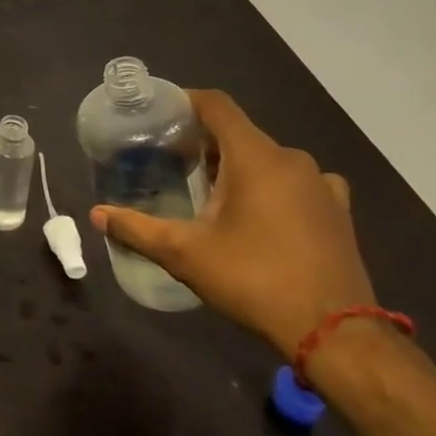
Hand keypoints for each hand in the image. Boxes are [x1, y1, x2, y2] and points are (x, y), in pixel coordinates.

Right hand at [90, 89, 374, 355]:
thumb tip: (96, 215)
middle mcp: (291, 159)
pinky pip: (300, 182)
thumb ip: (137, 229)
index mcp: (254, 156)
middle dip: (206, 143)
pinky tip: (266, 213)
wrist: (335, 334)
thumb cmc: (254, 279)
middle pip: (240, 133)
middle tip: (177, 163)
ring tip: (215, 192)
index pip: (217, 105)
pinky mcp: (339, 211)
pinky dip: (276, 186)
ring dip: (240, 166)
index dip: (187, 101)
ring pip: (270, 158)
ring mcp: (321, 184)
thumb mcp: (185, 254)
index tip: (161, 114)